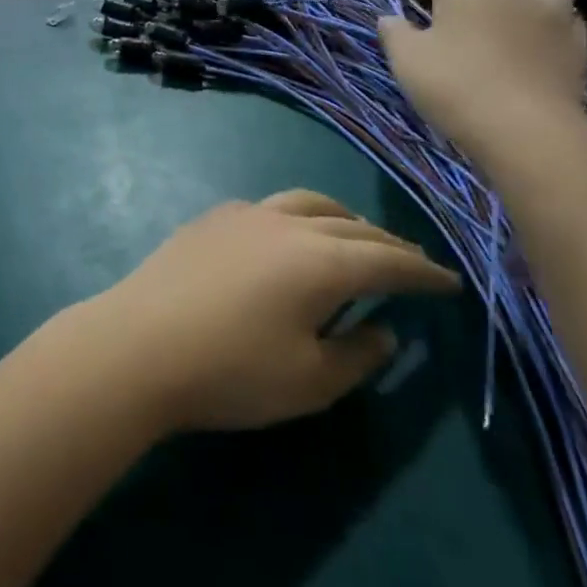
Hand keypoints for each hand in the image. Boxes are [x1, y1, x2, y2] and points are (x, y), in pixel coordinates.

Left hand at [74, 190, 458, 432]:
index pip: (389, 263)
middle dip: (389, 245)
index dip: (424, 274)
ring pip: (309, 204)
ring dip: (343, 220)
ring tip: (357, 237)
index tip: (449, 283)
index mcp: (323, 263)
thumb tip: (385, 330)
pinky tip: (287, 235)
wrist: (137, 346)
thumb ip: (358, 355)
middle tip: (410, 262)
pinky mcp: (210, 219)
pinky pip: (268, 206)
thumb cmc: (230, 372)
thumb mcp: (309, 382)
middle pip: (353, 227)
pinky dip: (296, 216)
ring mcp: (244, 215)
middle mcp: (289, 225)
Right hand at [377, 0, 586, 159]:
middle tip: (457, 11)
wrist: (524, 126)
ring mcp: (548, 11)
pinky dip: (548, 20)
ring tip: (507, 15)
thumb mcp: (406, 61)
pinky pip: (563, 16)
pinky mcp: (575, 39)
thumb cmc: (454, 86)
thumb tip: (388, 18)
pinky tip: (537, 38)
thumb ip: (394, 33)